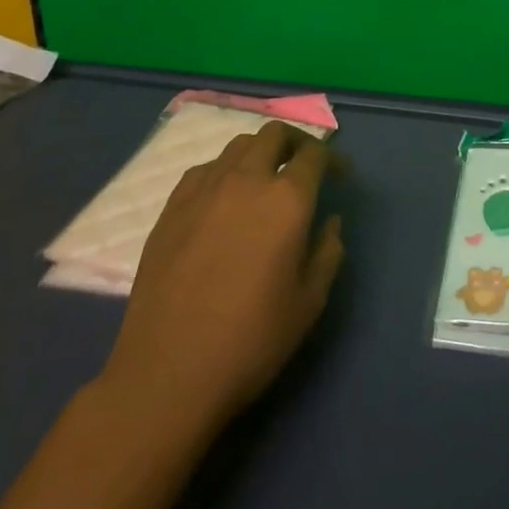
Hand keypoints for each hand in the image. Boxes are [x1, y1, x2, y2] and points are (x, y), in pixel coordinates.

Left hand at [99, 121, 345, 437]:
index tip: (340, 175)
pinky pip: (205, 170)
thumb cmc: (251, 341)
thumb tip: (329, 222)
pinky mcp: (171, 208)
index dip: (333, 159)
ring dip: (260, 153)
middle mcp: (246, 181)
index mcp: (287, 200)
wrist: (168, 374)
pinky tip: (224, 199)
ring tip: (265, 180)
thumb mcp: (309, 303)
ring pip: (238, 146)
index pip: (315, 154)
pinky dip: (224, 171)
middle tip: (303, 167)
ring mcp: (204, 191)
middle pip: (274, 134)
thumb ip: (327, 252)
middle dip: (295, 143)